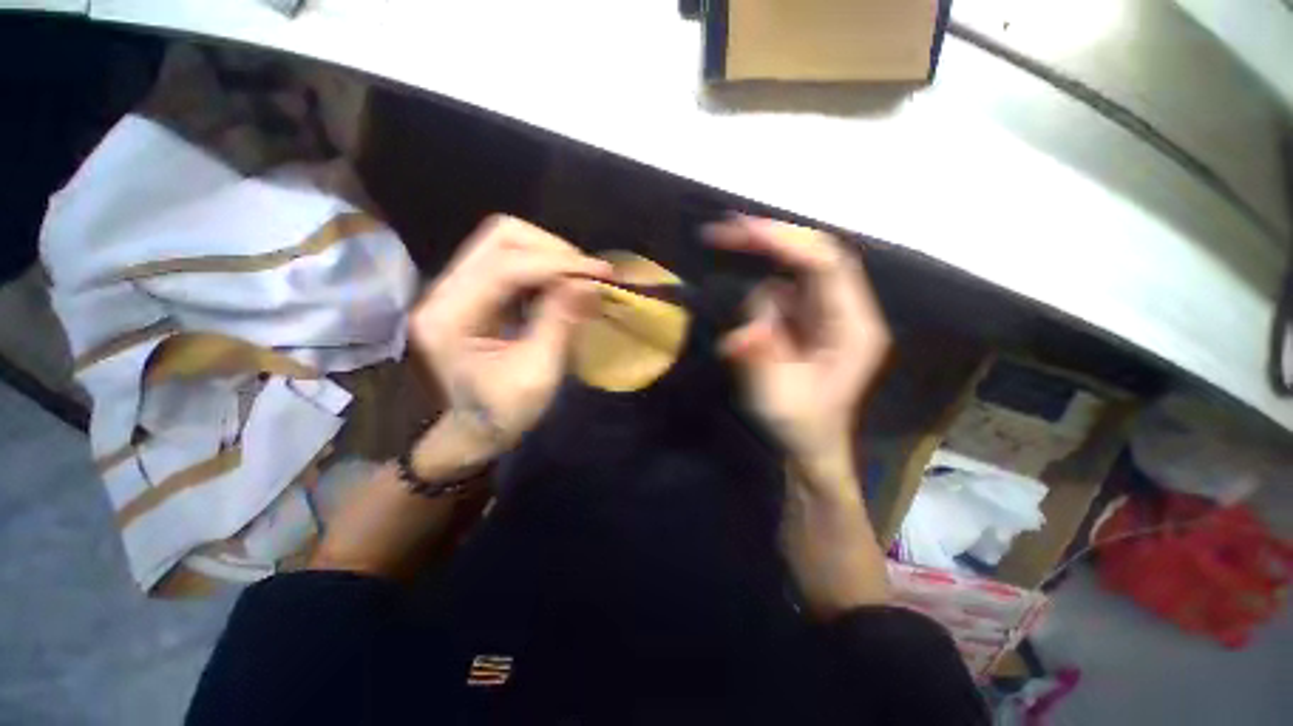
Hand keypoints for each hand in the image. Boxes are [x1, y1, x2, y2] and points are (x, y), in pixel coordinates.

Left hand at [410, 215, 610, 459]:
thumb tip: (589, 283)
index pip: (505, 265)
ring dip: (550, 256)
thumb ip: (560, 323)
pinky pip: (512, 260)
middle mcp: (445, 290)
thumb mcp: (537, 374)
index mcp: (451, 316)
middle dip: (552, 250)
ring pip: (507, 242)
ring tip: (579, 280)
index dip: (556, 263)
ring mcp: (457, 287)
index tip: (599, 272)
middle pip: (501, 237)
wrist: (476, 430)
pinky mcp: (474, 290)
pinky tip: (563, 287)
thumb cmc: (503, 412)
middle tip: (588, 274)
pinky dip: (544, 267)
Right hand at [707, 216, 892, 614]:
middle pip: (813, 255)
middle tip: (723, 232)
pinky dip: (757, 302)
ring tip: (745, 334)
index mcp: (853, 328)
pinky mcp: (808, 319)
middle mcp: (846, 311)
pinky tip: (750, 338)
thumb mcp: (775, 396)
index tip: (743, 230)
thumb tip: (746, 328)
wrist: (809, 445)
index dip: (786, 241)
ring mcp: (827, 313)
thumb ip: (762, 356)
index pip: (826, 264)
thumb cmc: (799, 426)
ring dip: (758, 287)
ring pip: (792, 274)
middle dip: (769, 240)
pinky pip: (781, 293)